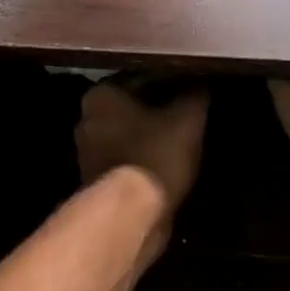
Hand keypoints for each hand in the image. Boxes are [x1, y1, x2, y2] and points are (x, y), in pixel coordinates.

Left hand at [76, 79, 209, 210]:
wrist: (130, 215)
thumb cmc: (154, 156)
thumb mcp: (187, 119)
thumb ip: (195, 94)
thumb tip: (202, 80)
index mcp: (101, 94)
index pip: (142, 75)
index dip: (173, 77)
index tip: (196, 83)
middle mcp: (88, 118)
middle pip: (133, 104)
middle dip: (161, 105)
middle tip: (192, 108)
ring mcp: (89, 152)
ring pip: (130, 132)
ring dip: (154, 132)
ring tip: (186, 134)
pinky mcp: (98, 179)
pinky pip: (129, 157)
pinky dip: (147, 155)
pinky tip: (171, 158)